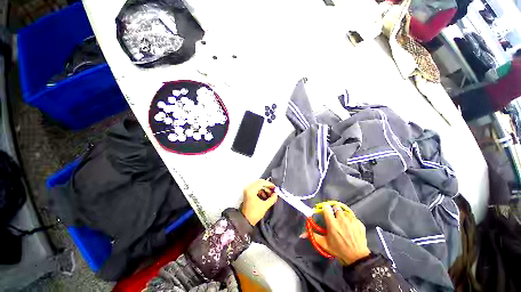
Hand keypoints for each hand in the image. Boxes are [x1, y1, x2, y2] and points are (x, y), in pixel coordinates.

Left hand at [240, 179, 277, 225]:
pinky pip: (256, 188)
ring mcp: (247, 190)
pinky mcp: (248, 193)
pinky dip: (261, 191)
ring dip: (265, 189)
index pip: (261, 183)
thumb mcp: (265, 206)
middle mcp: (248, 187)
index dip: (269, 184)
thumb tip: (276, 194)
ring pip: (258, 185)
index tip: (275, 188)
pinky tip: (266, 196)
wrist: (245, 221)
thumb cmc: (255, 213)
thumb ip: (272, 199)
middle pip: (259, 183)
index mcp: (251, 189)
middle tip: (273, 190)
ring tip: (270, 195)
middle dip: (267, 186)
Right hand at [302, 204, 369, 264]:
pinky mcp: (359, 223)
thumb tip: (301, 234)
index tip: (326, 213)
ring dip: (343, 216)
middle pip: (336, 207)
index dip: (325, 209)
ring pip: (345, 212)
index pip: (326, 208)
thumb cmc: (338, 249)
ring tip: (344, 224)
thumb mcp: (324, 243)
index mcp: (332, 223)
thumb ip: (313, 236)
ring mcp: (352, 220)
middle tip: (335, 219)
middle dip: (335, 211)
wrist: (357, 257)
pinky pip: (353, 217)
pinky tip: (351, 228)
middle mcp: (341, 219)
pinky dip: (351, 221)